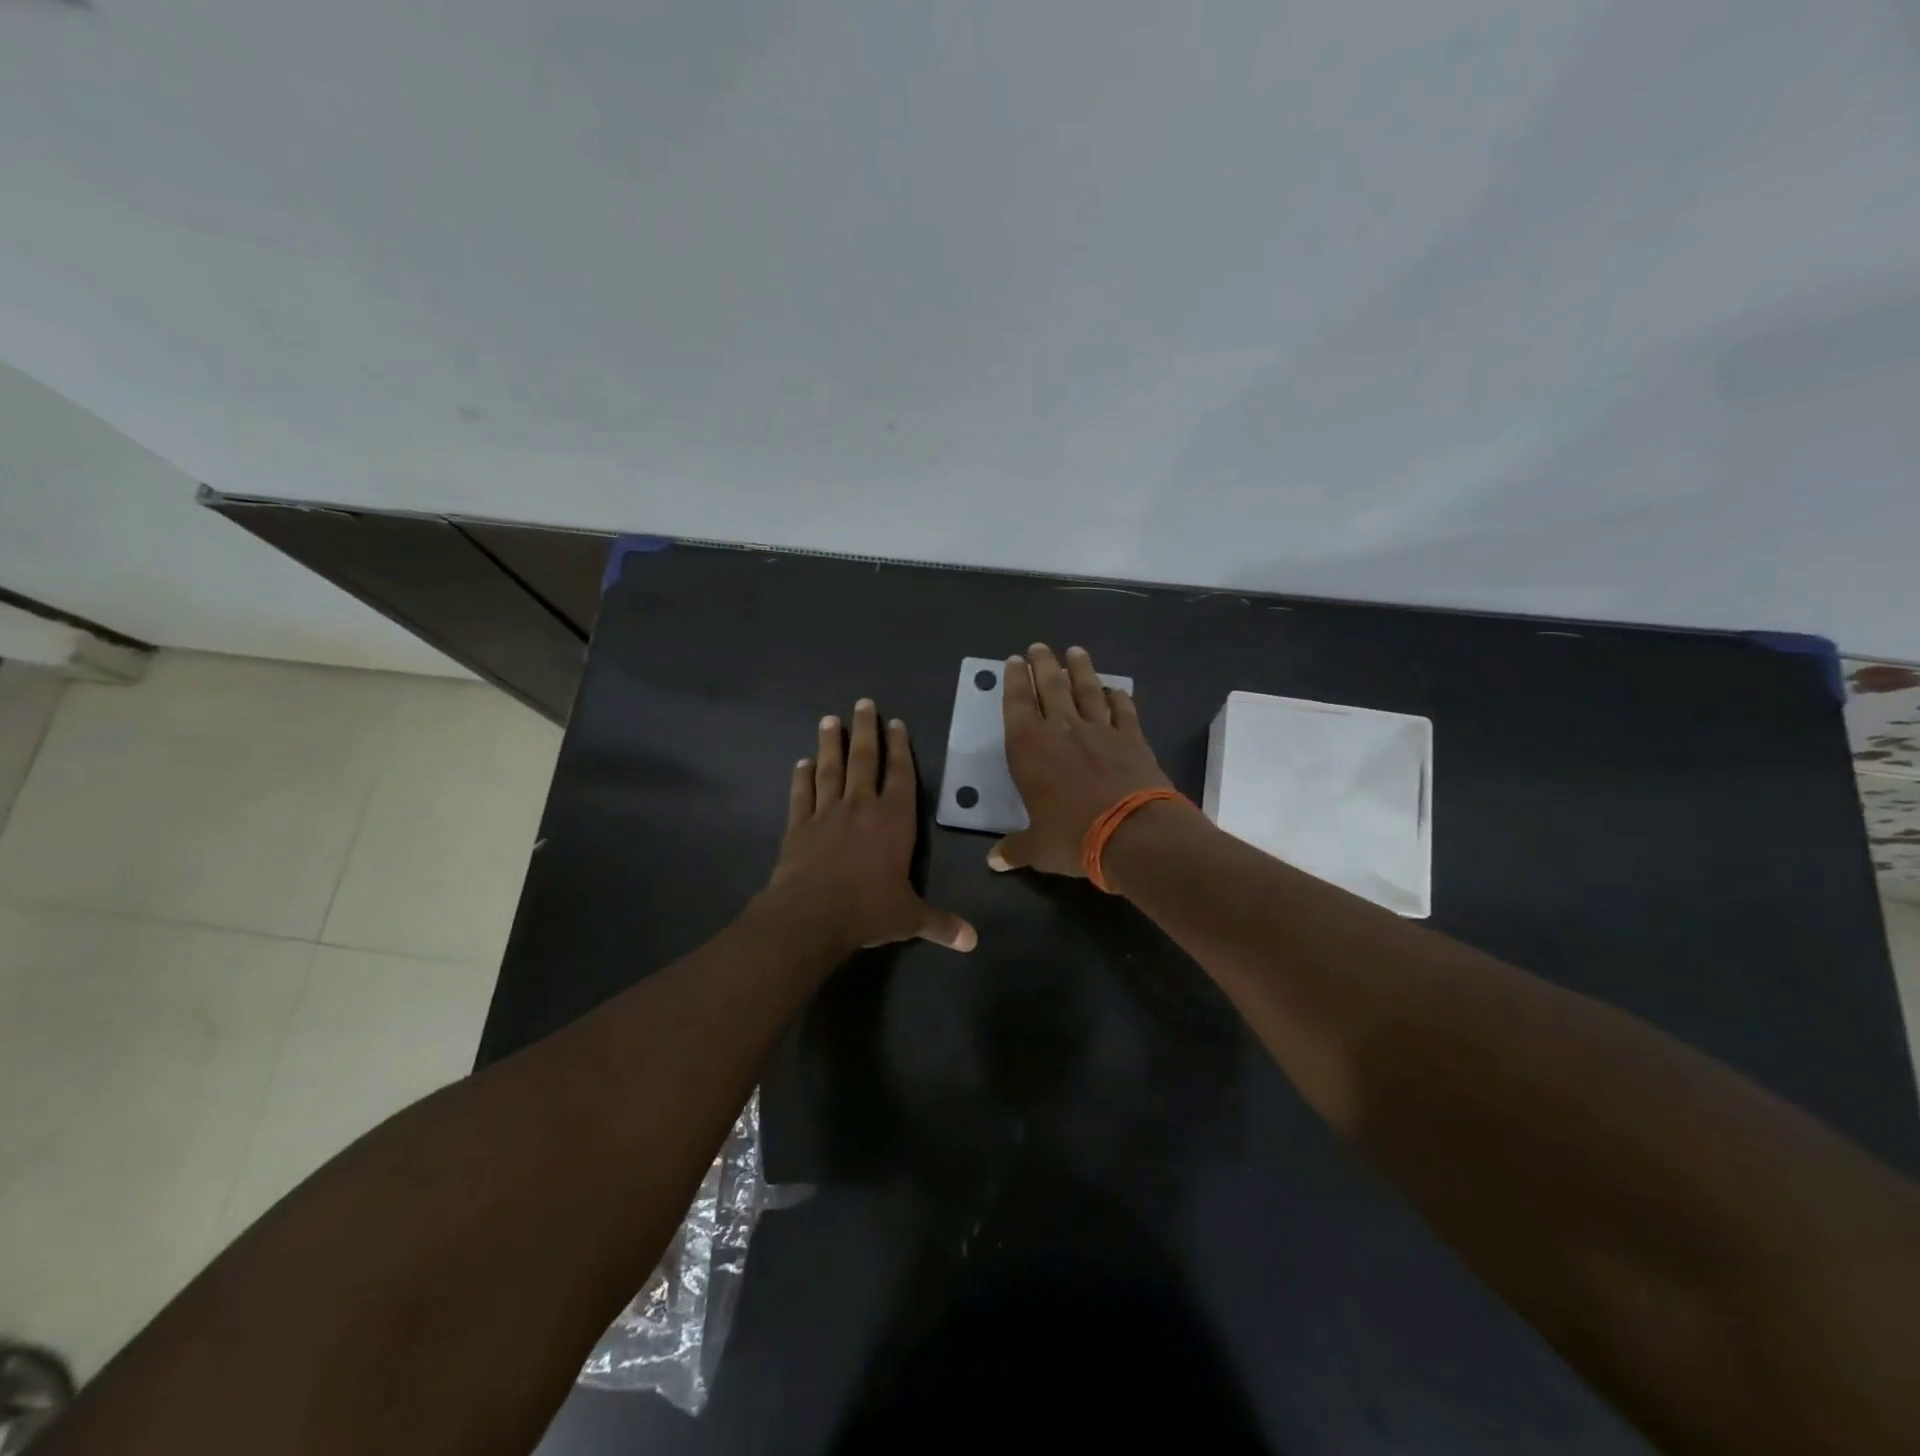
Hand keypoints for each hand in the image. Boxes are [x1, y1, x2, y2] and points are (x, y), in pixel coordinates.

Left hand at [767, 699, 976, 952]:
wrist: (811, 915)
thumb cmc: (868, 910)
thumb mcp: (910, 918)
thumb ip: (940, 924)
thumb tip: (972, 942)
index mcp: (894, 820)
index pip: (900, 775)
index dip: (900, 748)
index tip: (896, 723)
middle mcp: (861, 807)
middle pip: (864, 760)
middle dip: (866, 731)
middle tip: (863, 703)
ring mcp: (826, 813)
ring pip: (830, 769)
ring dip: (830, 744)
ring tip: (830, 720)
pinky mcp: (798, 826)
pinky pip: (801, 794)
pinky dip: (801, 777)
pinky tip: (801, 763)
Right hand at [989, 643, 1173, 876]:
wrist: (1132, 833)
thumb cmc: (1073, 837)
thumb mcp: (1038, 848)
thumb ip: (1016, 848)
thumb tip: (994, 861)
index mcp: (1029, 749)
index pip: (1017, 704)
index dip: (1015, 680)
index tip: (1015, 661)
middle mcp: (1062, 730)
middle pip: (1051, 686)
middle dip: (1043, 664)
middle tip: (1039, 647)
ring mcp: (1100, 730)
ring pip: (1088, 689)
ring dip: (1081, 669)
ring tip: (1076, 651)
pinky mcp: (1132, 738)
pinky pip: (1124, 710)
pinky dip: (1119, 697)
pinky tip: (1117, 690)